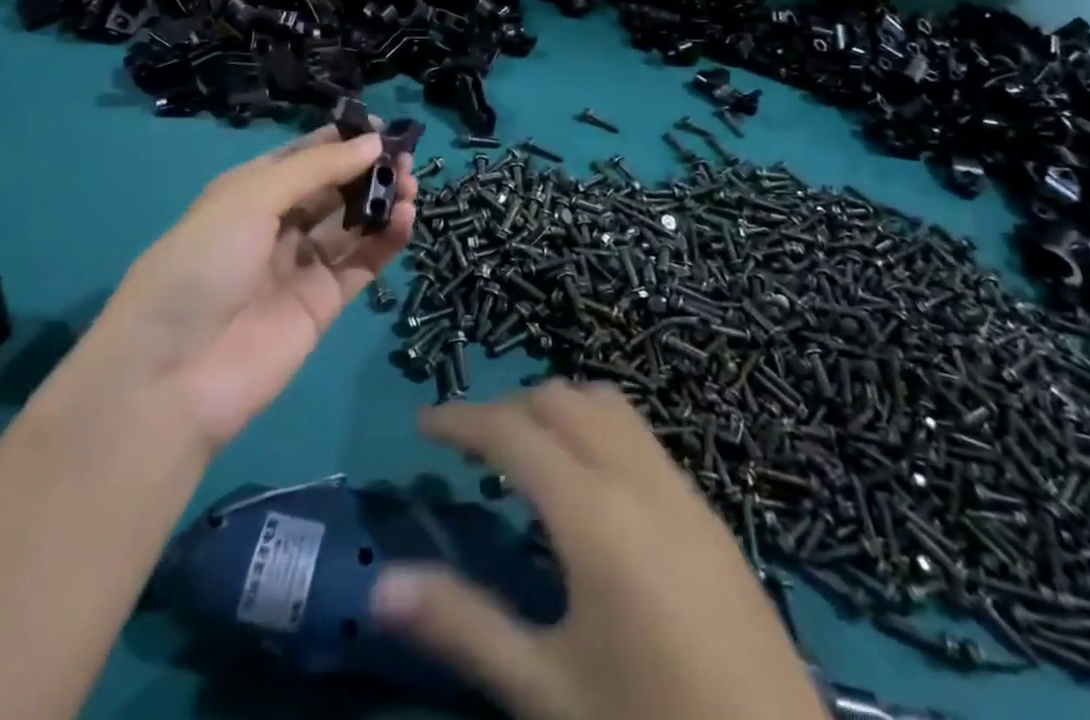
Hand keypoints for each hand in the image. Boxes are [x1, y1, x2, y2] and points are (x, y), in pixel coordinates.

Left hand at [89, 129, 415, 449]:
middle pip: (332, 189)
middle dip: (367, 170)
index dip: (341, 141)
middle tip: (405, 159)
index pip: (302, 157)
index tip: (381, 128)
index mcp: (248, 193)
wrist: (172, 377)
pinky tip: (406, 220)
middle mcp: (275, 225)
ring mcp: (299, 267)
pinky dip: (386, 241)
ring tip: (412, 187)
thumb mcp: (250, 199)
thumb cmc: (202, 265)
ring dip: (381, 202)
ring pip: (351, 225)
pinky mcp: (322, 305)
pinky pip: (361, 265)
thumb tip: (373, 142)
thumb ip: (316, 169)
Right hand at [370, 383, 818, 719]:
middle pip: (561, 400)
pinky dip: (598, 429)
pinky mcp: (707, 511)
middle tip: (470, 447)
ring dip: (558, 409)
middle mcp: (636, 477)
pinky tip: (590, 488)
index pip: (512, 431)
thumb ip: (464, 625)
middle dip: (509, 408)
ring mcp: (680, 488)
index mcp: (592, 510)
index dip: (462, 418)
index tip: (423, 423)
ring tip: (527, 454)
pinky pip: (639, 435)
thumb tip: (381, 587)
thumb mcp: (548, 689)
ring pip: (607, 406)